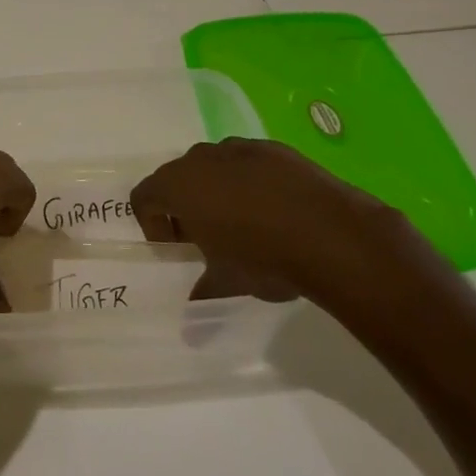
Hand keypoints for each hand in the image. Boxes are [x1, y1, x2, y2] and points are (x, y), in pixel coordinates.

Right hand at [130, 138, 446, 316]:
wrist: (331, 233)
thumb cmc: (263, 256)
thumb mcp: (227, 282)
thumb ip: (203, 293)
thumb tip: (191, 327)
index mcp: (179, 185)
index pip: (144, 196)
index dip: (153, 223)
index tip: (177, 248)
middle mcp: (202, 158)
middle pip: (177, 177)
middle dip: (184, 205)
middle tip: (205, 238)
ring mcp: (240, 148)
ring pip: (214, 166)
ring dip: (217, 191)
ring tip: (242, 223)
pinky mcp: (274, 149)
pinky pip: (248, 163)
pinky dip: (251, 182)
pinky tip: (275, 211)